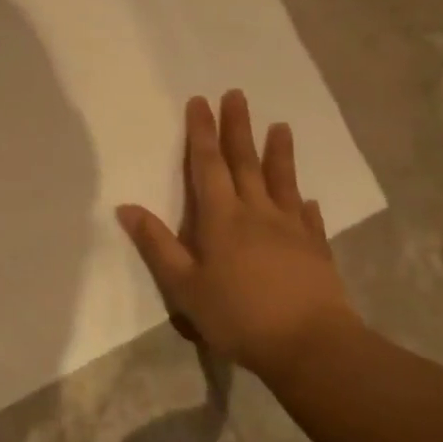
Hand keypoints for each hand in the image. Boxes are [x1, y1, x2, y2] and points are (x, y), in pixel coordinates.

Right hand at [116, 91, 358, 385]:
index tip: (200, 101)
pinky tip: (307, 200)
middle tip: (237, 95)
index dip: (202, 132)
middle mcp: (257, 213)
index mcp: (222, 218)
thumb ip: (157, 245)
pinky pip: (309, 219)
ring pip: (282, 182)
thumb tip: (126, 207)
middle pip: (245, 163)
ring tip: (281, 127)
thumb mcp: (184, 286)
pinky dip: (305, 204)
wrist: (311, 346)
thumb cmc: (238, 315)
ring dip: (279, 153)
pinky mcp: (316, 250)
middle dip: (238, 128)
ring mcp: (291, 230)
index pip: (208, 165)